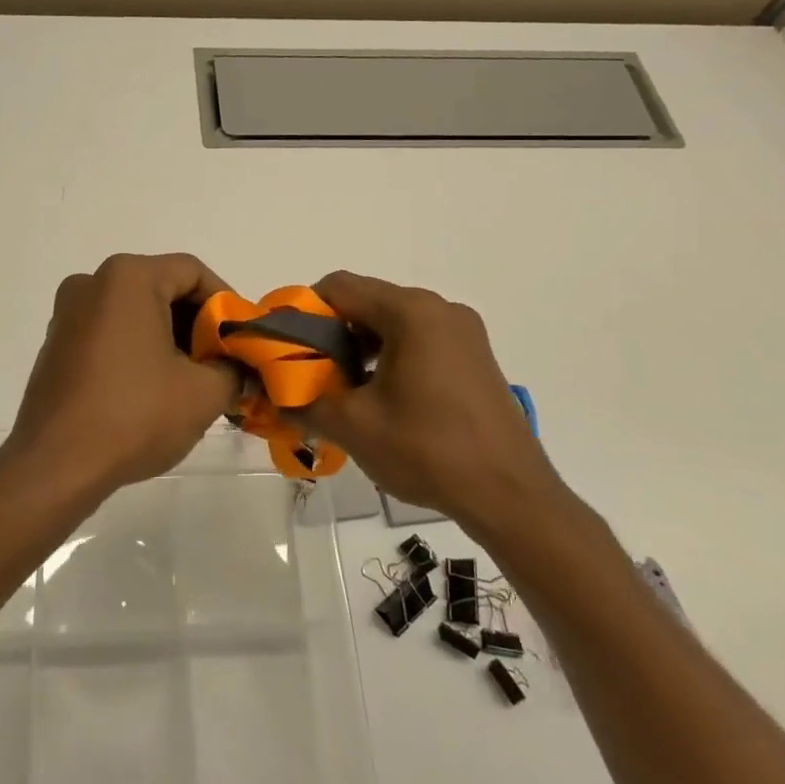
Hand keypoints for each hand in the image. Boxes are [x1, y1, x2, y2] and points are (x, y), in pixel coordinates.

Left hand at [4, 253, 241, 495]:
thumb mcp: (203, 393)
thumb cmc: (134, 416)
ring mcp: (68, 314)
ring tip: (195, 380)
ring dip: (170, 339)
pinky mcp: (56, 345)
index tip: (243, 339)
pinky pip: (110, 332)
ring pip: (135, 312)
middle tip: (224, 362)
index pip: (193, 272)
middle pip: (162, 288)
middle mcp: (92, 283)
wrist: (55, 466)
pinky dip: (138, 350)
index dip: (227, 303)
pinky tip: (155, 390)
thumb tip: (239, 370)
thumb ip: (234, 370)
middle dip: (198, 324)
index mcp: (128, 278)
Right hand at [301, 271, 568, 544]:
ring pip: (392, 322)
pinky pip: (419, 339)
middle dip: (331, 333)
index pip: (339, 287)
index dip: (303, 311)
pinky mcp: (474, 356)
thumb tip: (273, 395)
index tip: (286, 347)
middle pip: (367, 302)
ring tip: (342, 389)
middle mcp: (439, 309)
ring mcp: (463, 331)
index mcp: (410, 312)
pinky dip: (390, 356)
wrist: (511, 496)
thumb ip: (303, 401)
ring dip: (360, 347)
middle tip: (309, 372)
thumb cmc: (428, 451)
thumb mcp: (353, 426)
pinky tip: (380, 397)